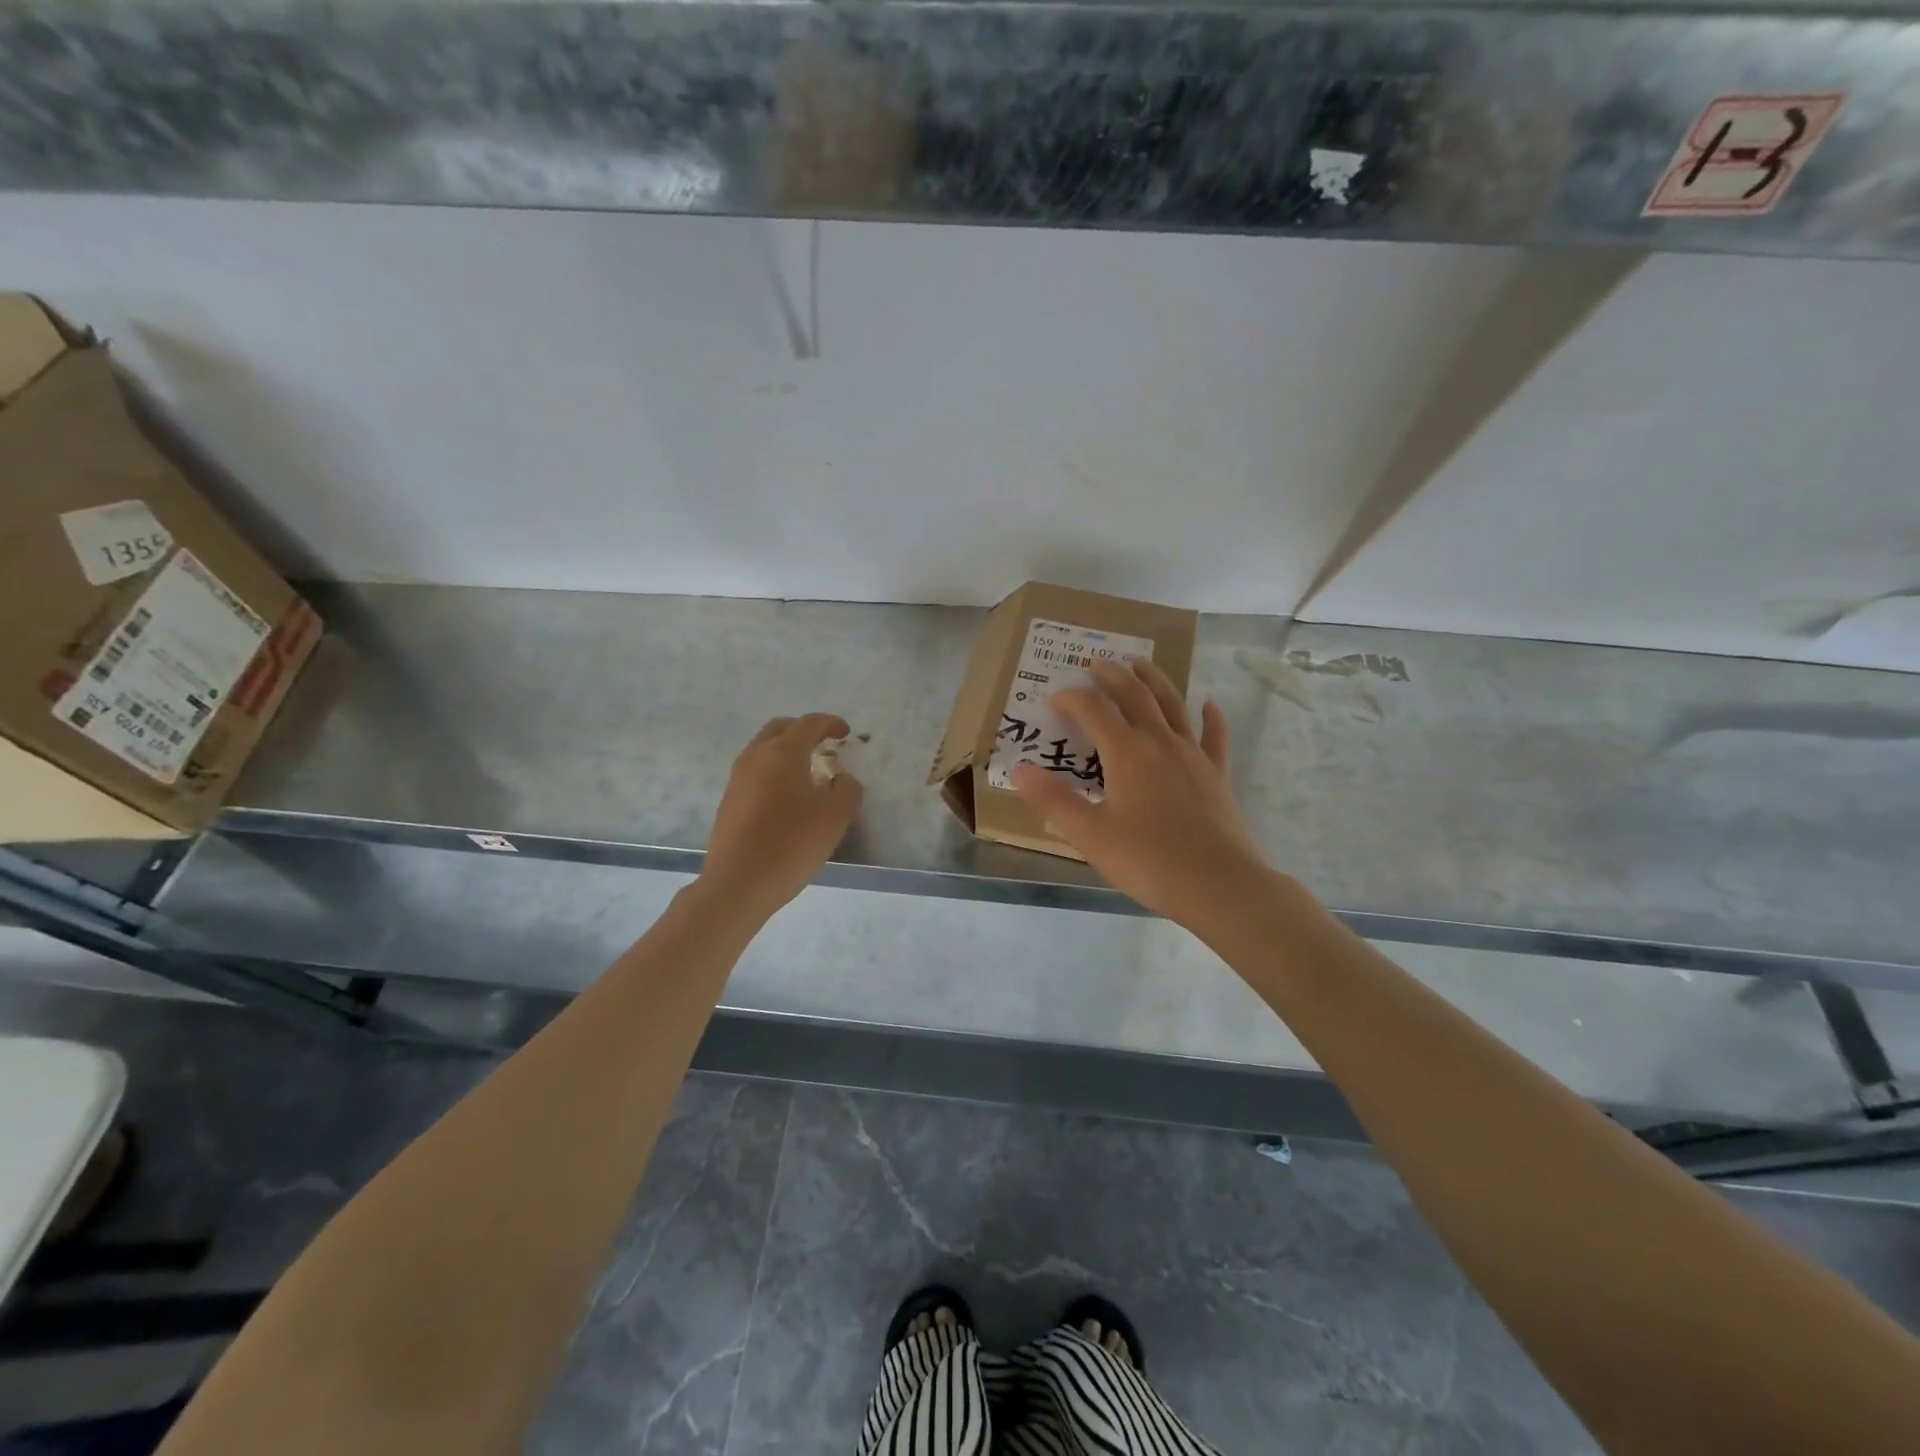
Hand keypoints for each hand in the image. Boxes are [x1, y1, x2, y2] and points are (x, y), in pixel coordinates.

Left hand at [701, 714, 861, 917]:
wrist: (738, 883)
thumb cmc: (791, 843)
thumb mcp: (835, 816)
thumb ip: (847, 790)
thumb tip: (840, 779)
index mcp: (783, 753)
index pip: (809, 723)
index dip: (830, 723)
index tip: (845, 733)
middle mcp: (755, 757)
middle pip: (780, 729)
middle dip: (803, 730)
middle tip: (823, 744)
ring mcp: (737, 780)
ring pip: (763, 750)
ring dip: (786, 752)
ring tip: (807, 771)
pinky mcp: (729, 802)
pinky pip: (754, 773)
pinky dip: (773, 772)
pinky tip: (787, 798)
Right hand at [1010, 659, 1269, 930]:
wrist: (1219, 886)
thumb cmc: (1149, 861)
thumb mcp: (1090, 835)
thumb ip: (1053, 801)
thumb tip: (1019, 770)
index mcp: (1127, 753)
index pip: (1094, 711)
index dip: (1072, 699)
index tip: (1055, 698)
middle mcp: (1160, 743)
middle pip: (1135, 696)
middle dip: (1113, 676)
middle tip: (1097, 662)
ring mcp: (1193, 756)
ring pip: (1173, 706)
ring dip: (1155, 681)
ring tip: (1141, 664)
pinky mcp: (1217, 775)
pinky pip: (1214, 737)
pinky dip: (1211, 717)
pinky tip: (1210, 704)